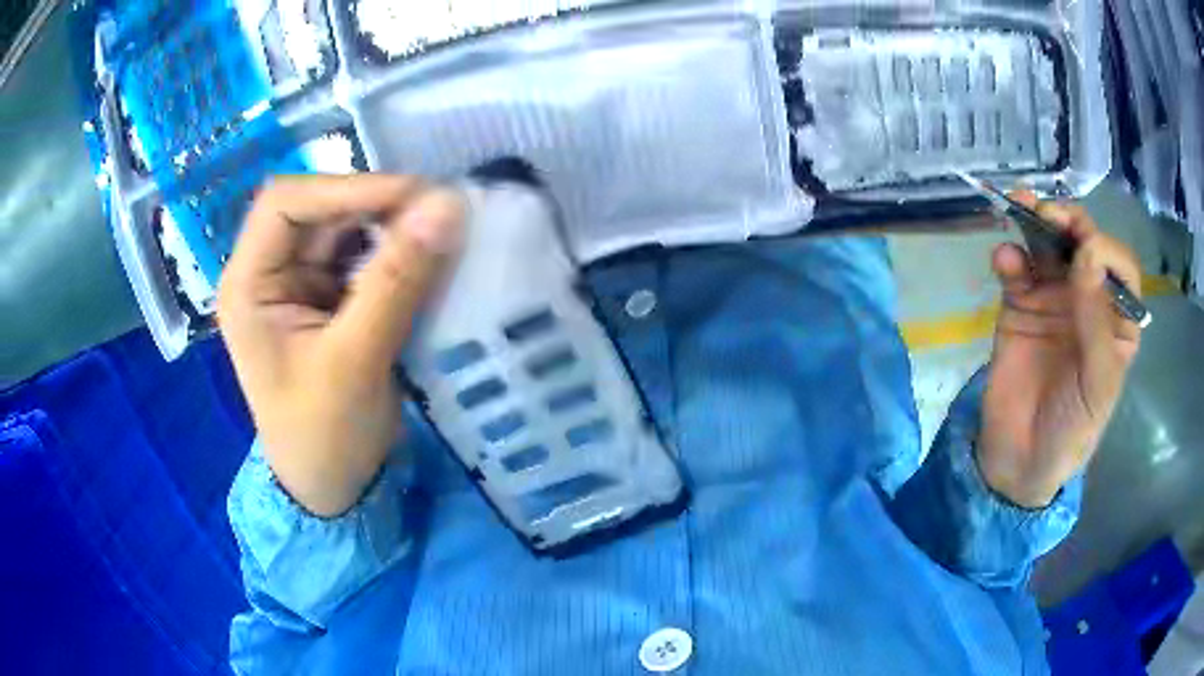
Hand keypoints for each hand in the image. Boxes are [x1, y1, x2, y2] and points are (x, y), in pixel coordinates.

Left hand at [218, 175, 463, 516]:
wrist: (333, 488)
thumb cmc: (325, 437)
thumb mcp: (355, 361)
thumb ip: (396, 281)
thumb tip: (446, 206)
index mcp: (248, 285)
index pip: (285, 204)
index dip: (345, 188)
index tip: (413, 196)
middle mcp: (269, 273)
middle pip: (319, 209)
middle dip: (375, 205)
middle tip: (437, 212)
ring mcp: (300, 285)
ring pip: (346, 228)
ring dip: (391, 226)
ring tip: (440, 231)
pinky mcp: (330, 299)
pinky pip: (365, 256)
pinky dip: (397, 251)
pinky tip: (428, 256)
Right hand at [978, 191, 1141, 507]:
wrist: (1019, 460)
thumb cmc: (1071, 428)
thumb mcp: (1096, 384)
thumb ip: (1096, 321)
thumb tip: (1088, 252)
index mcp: (1117, 320)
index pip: (1119, 268)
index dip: (1105, 250)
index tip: (1085, 251)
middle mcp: (1089, 301)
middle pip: (1084, 247)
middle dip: (1068, 224)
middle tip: (1047, 214)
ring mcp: (1053, 300)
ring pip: (1049, 248)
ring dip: (1035, 225)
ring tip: (1019, 209)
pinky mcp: (1020, 306)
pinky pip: (1017, 271)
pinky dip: (1010, 258)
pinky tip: (1003, 260)